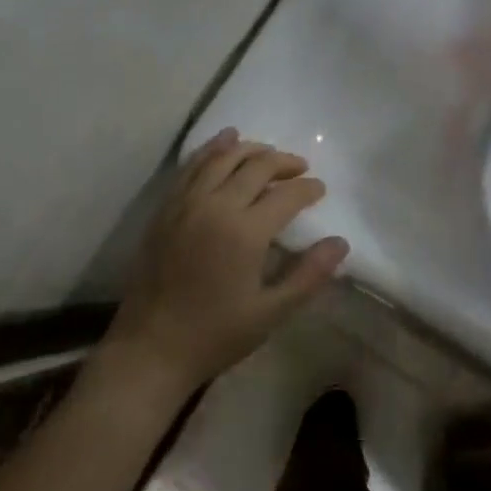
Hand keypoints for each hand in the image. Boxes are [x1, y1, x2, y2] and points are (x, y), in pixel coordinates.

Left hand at [106, 128, 348, 391]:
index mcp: (245, 232)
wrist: (150, 349)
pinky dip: (212, 148)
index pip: (286, 195)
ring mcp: (186, 203)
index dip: (308, 188)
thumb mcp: (271, 313)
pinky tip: (225, 141)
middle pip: (256, 166)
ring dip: (251, 149)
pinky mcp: (166, 207)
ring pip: (223, 157)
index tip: (320, 189)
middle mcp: (216, 206)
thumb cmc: (215, 334)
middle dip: (283, 162)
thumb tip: (340, 243)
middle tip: (300, 168)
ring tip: (269, 153)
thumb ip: (308, 275)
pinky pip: (192, 165)